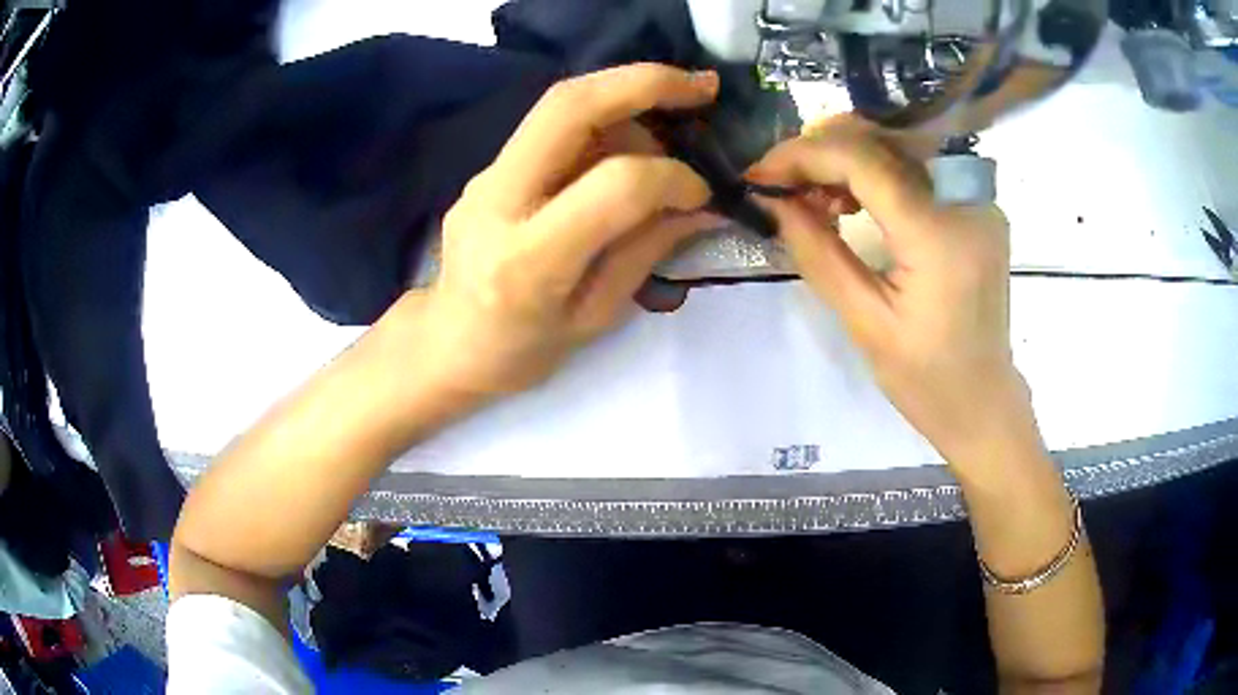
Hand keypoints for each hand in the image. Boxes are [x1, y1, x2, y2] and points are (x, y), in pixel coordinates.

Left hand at [400, 64, 718, 397]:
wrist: (446, 343)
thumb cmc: (522, 351)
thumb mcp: (596, 317)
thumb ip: (647, 250)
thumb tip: (703, 203)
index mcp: (528, 261)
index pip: (614, 185)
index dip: (672, 177)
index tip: (702, 190)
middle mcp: (497, 202)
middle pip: (569, 106)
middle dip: (645, 82)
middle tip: (702, 87)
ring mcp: (485, 176)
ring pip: (560, 105)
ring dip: (627, 101)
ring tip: (666, 135)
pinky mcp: (487, 167)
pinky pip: (552, 126)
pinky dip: (604, 120)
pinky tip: (629, 144)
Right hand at [749, 117, 1043, 471]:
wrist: (984, 402)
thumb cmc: (926, 380)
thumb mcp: (864, 323)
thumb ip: (818, 253)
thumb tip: (774, 201)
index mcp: (938, 237)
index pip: (863, 161)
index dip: (804, 156)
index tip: (760, 173)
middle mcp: (966, 202)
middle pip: (883, 138)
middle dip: (822, 148)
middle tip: (783, 181)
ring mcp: (978, 201)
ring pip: (900, 144)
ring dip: (847, 157)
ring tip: (813, 196)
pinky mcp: (979, 208)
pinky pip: (920, 167)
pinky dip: (877, 171)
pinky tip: (853, 201)